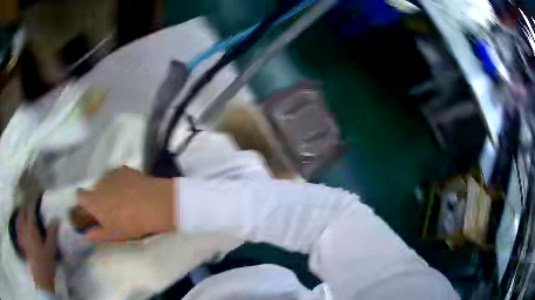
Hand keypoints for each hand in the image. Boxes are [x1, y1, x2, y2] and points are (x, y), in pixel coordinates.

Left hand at [18, 201, 58, 292]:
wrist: (41, 277)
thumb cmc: (46, 263)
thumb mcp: (51, 249)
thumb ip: (52, 233)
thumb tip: (56, 218)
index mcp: (32, 228)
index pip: (30, 210)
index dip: (33, 203)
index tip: (37, 199)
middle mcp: (25, 228)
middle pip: (22, 212)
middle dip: (26, 207)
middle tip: (31, 207)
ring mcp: (22, 235)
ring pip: (19, 219)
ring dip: (21, 214)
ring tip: (25, 213)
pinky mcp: (22, 241)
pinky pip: (19, 228)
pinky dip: (19, 223)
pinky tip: (21, 225)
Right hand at [76, 166, 174, 243]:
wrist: (152, 204)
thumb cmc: (130, 224)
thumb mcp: (112, 234)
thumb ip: (96, 235)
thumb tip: (86, 236)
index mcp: (93, 200)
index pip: (79, 195)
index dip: (83, 202)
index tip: (90, 209)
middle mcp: (99, 183)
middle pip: (95, 189)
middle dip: (100, 197)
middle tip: (112, 209)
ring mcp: (112, 174)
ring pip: (106, 182)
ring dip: (110, 189)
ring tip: (124, 200)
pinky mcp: (125, 169)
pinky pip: (118, 176)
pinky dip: (121, 182)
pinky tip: (132, 190)